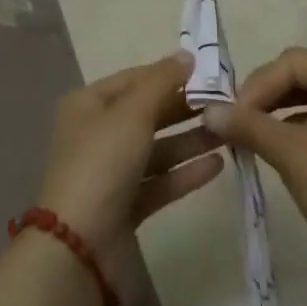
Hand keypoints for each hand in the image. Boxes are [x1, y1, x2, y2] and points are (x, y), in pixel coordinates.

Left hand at [34, 52, 224, 257]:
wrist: (78, 249)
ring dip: (190, 140)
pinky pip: (160, 181)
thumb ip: (162, 82)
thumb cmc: (102, 163)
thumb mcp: (133, 112)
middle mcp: (97, 134)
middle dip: (183, 108)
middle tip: (223, 101)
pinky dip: (185, 172)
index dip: (168, 73)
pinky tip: (217, 164)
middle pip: (146, 113)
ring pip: (157, 149)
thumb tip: (186, 56)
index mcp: (88, 105)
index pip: (134, 79)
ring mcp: (110, 173)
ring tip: (228, 132)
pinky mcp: (125, 207)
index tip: (207, 72)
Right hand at [203, 46, 306, 282]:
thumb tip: (209, 110)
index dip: (258, 83)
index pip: (291, 61)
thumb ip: (249, 126)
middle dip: (265, 95)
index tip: (236, 115)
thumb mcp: (290, 155)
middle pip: (299, 75)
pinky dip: (294, 129)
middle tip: (239, 123)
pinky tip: (279, 152)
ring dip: (277, 112)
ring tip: (253, 137)